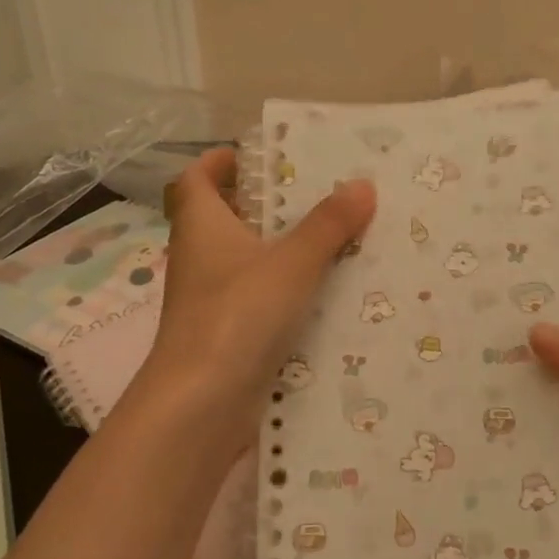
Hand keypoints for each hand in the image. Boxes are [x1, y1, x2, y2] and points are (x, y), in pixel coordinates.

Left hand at [127, 148, 375, 471]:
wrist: (202, 403)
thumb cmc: (238, 314)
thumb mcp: (292, 263)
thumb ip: (328, 224)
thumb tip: (363, 185)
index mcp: (202, 227)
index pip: (195, 180)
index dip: (218, 163)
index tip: (254, 155)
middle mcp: (200, 259)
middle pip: (223, 218)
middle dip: (262, 203)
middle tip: (312, 193)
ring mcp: (211, 301)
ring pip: (244, 261)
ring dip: (278, 248)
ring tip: (330, 237)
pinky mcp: (227, 335)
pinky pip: (257, 299)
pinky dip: (284, 290)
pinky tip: (323, 293)